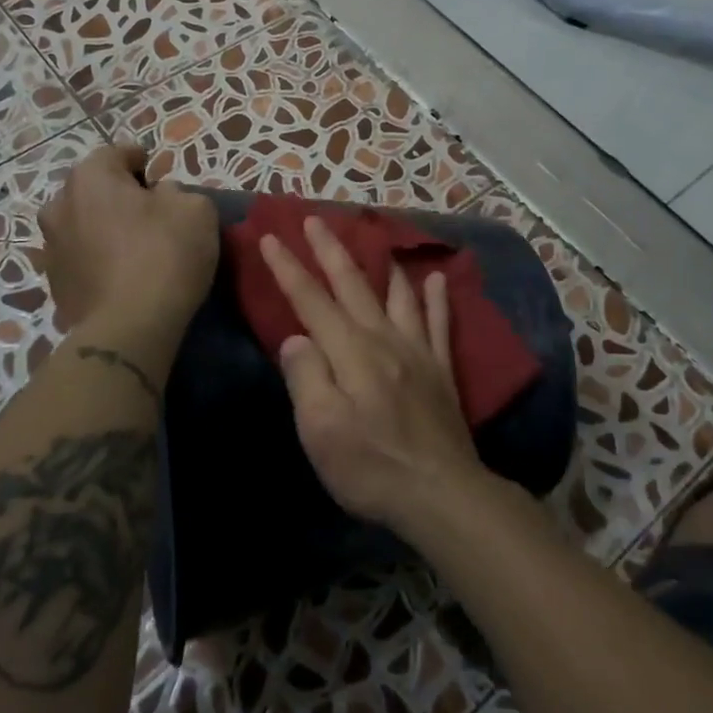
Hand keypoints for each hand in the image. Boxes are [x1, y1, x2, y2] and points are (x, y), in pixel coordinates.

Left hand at [39, 144, 218, 333]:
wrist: (128, 328)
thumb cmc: (164, 256)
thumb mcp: (196, 210)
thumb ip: (178, 192)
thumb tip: (160, 197)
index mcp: (90, 177)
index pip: (117, 153)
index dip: (140, 160)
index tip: (157, 173)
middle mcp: (59, 204)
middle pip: (94, 189)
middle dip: (118, 195)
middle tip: (149, 212)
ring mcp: (51, 246)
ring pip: (83, 224)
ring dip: (103, 227)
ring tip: (132, 246)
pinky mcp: (54, 284)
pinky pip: (81, 258)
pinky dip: (97, 259)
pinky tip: (121, 275)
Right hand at [260, 215, 483, 529]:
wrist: (440, 493)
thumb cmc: (371, 466)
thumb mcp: (320, 430)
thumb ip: (307, 377)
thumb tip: (297, 338)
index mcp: (350, 352)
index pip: (312, 301)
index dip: (288, 269)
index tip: (272, 237)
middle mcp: (384, 340)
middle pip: (353, 285)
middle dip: (330, 250)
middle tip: (315, 219)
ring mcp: (418, 352)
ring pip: (397, 295)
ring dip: (381, 264)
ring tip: (375, 237)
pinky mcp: (441, 370)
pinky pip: (440, 323)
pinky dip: (437, 298)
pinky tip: (436, 278)